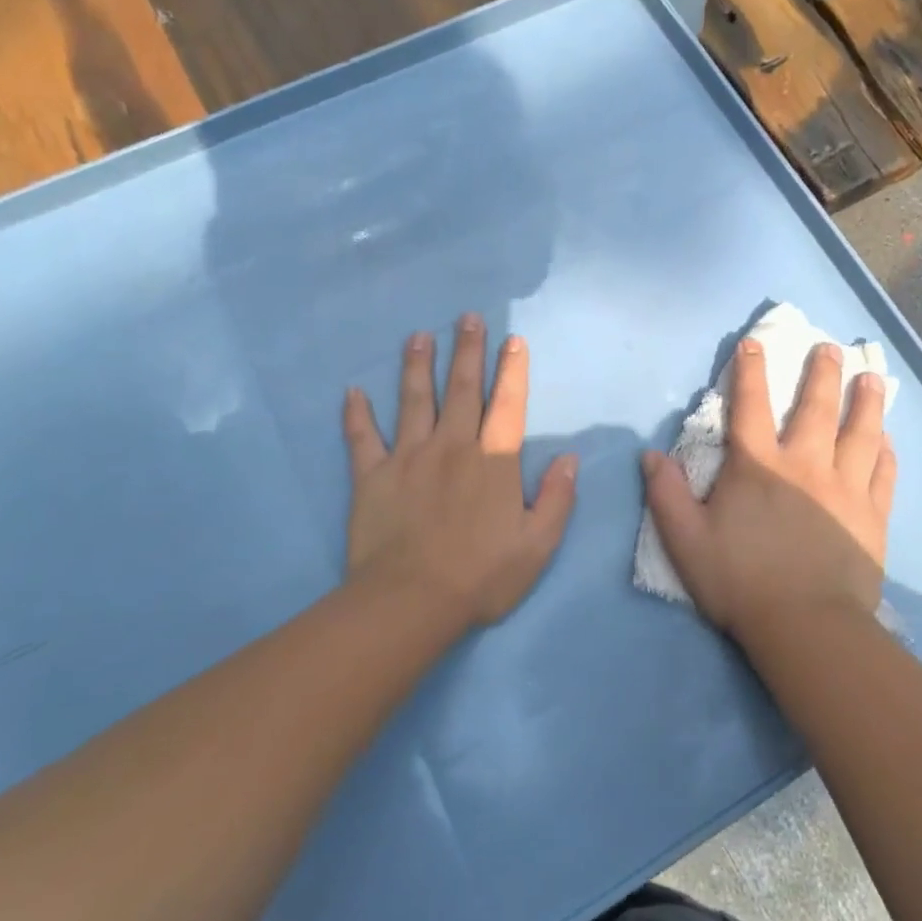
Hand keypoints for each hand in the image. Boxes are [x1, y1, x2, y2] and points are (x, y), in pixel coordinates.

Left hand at [343, 315, 576, 629]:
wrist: (411, 602)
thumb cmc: (481, 576)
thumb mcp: (537, 545)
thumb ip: (556, 498)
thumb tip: (569, 458)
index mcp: (493, 462)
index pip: (508, 405)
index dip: (513, 370)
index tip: (513, 340)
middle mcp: (452, 447)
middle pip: (461, 390)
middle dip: (467, 351)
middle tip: (467, 318)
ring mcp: (408, 457)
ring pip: (413, 401)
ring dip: (417, 366)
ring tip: (418, 336)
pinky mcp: (372, 477)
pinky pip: (362, 438)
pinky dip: (356, 415)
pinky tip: (352, 392)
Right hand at [642, 338, 895, 639]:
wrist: (805, 626)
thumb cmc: (740, 581)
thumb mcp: (686, 540)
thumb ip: (666, 494)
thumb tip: (650, 454)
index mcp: (759, 467)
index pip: (750, 406)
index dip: (750, 371)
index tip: (754, 342)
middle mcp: (806, 465)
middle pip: (816, 408)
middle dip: (822, 373)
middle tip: (831, 348)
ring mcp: (845, 488)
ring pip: (860, 433)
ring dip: (866, 401)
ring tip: (872, 378)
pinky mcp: (872, 516)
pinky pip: (883, 474)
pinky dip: (885, 452)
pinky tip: (887, 439)